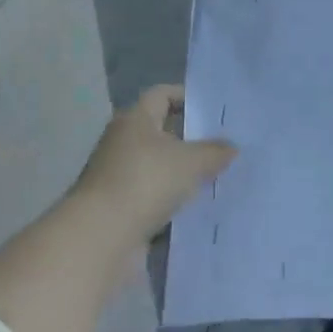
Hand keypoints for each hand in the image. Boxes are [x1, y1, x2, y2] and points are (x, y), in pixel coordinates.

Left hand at [75, 86, 236, 245]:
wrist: (101, 237)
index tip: (213, 110)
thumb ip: (214, 151)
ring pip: (157, 167)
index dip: (187, 97)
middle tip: (221, 146)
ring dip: (180, 173)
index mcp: (135, 119)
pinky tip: (195, 208)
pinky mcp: (118, 207)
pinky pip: (151, 197)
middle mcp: (122, 142)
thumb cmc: (146, 182)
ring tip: (214, 179)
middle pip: (160, 131)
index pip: (162, 94)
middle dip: (189, 139)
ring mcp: (117, 176)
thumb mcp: (191, 162)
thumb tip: (231, 147)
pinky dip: (170, 201)